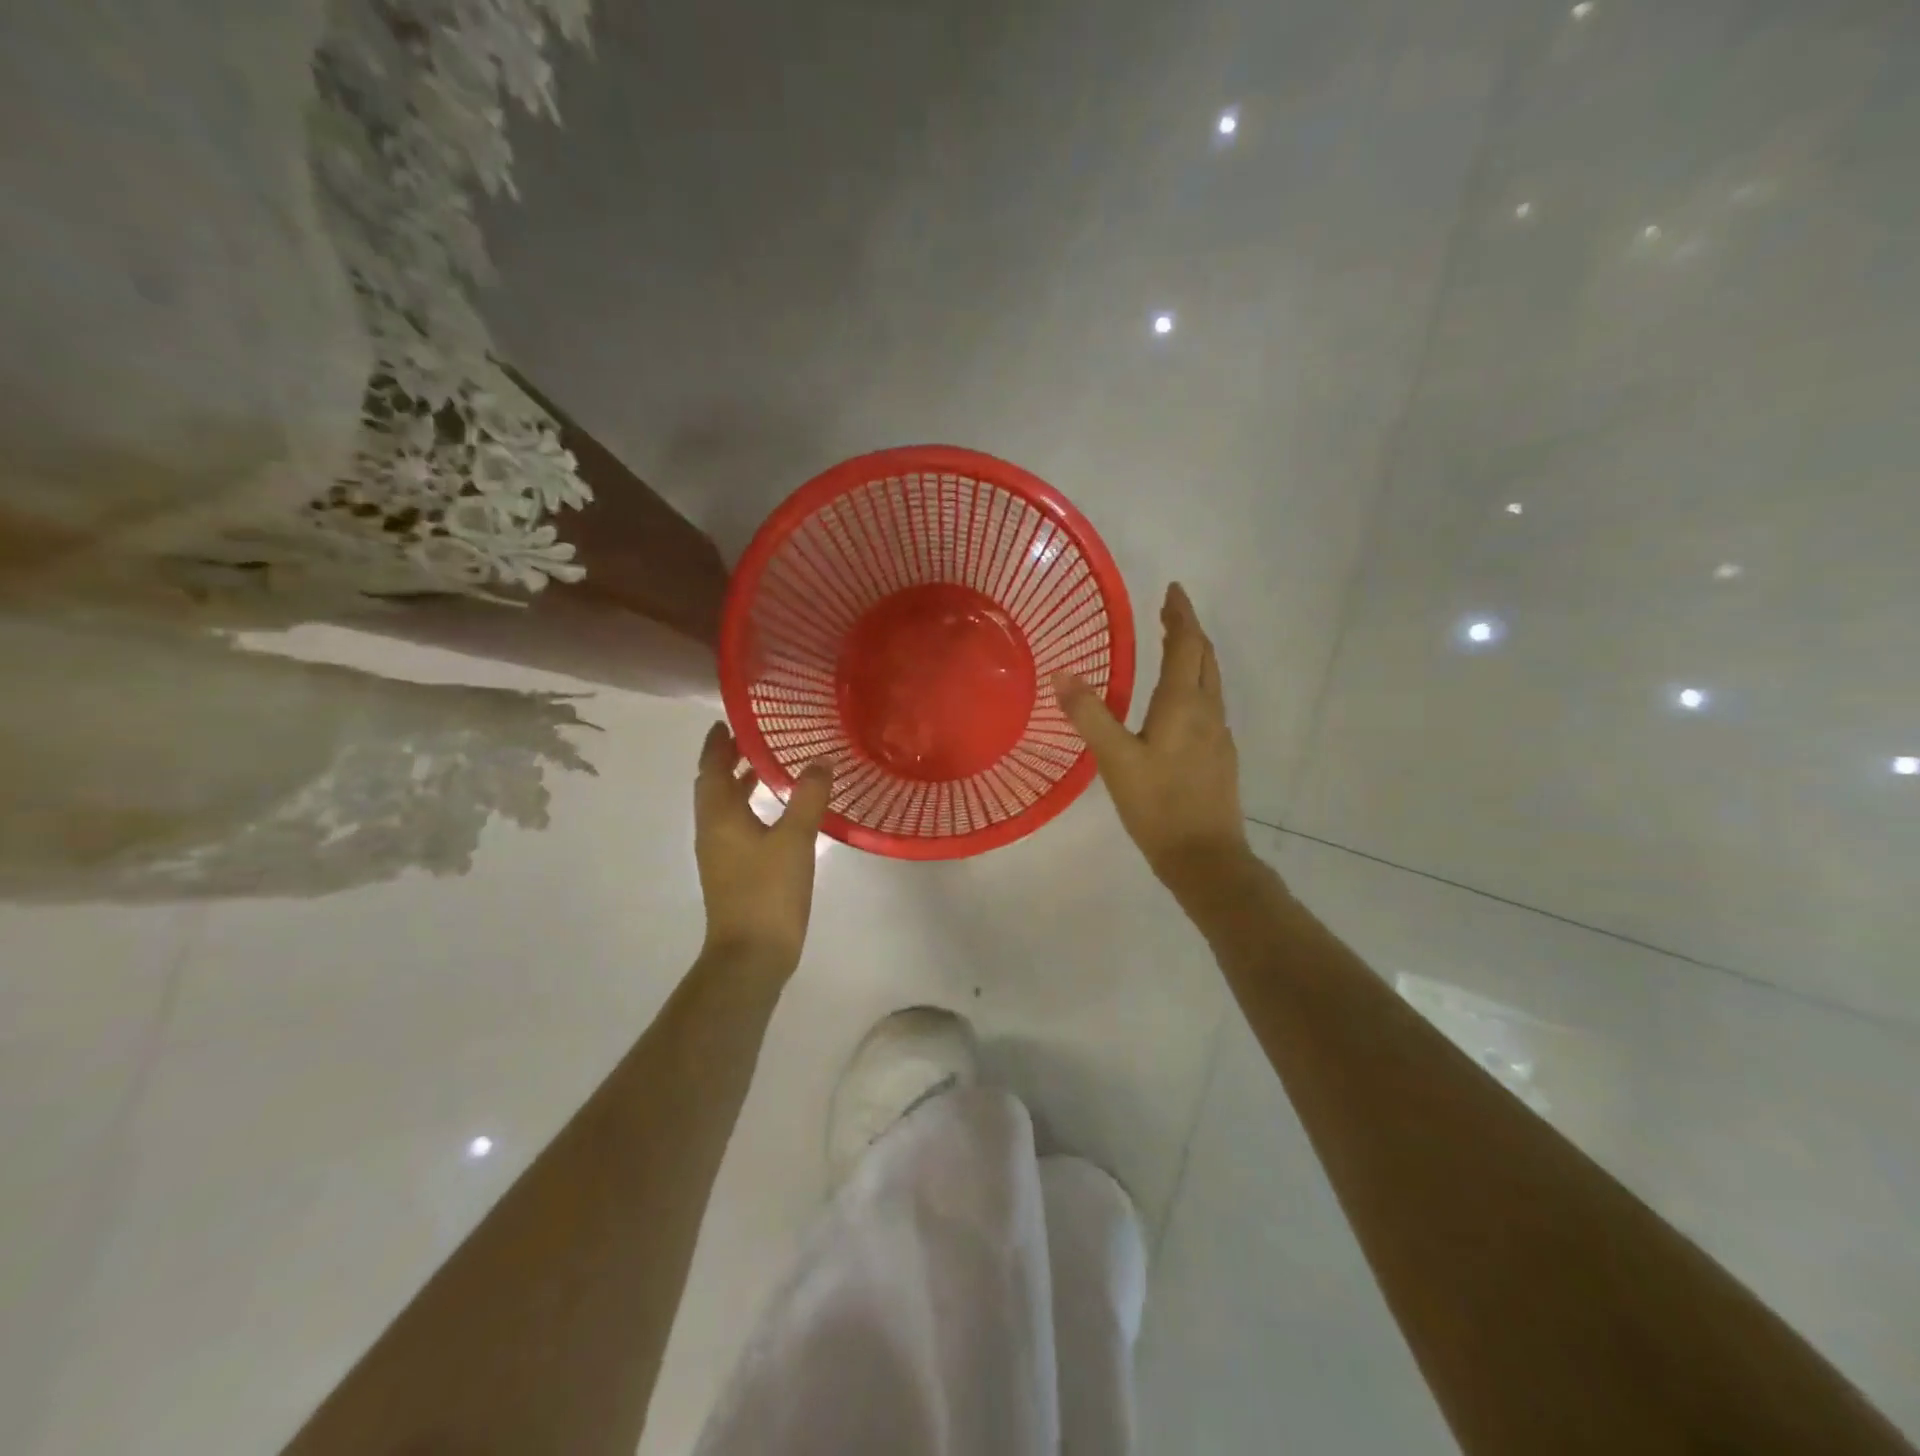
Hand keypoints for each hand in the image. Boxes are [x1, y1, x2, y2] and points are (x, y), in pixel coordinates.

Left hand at [693, 723, 831, 972]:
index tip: (727, 721)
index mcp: (719, 817)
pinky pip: (736, 827)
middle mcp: (713, 831)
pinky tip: (776, 813)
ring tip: (765, 767)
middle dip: (727, 761)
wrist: (751, 954)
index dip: (716, 744)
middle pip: (714, 787)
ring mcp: (720, 854)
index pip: (710, 769)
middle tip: (752, 738)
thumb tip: (821, 759)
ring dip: (739, 784)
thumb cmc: (768, 891)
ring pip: (725, 808)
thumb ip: (808, 796)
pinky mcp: (733, 872)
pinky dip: (749, 808)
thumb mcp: (795, 838)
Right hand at [1053, 583, 1249, 888]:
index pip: (1188, 645)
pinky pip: (1209, 705)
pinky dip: (1194, 686)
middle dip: (1188, 631)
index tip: (1173, 589)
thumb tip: (1061, 672)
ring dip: (1194, 657)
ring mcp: (1218, 736)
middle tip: (1168, 613)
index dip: (1181, 615)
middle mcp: (1208, 712)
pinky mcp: (1219, 757)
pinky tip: (1176, 704)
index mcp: (1184, 704)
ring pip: (1210, 682)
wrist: (1204, 856)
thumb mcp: (1115, 759)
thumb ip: (1089, 714)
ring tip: (1172, 647)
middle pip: (1204, 658)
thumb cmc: (1158, 805)